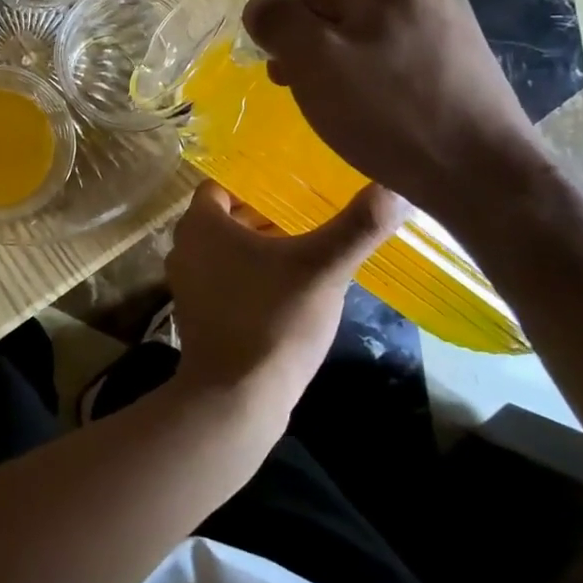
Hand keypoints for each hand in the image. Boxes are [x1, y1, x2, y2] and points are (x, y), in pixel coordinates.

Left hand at [165, 180, 405, 408]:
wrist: (236, 398)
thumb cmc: (274, 319)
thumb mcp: (324, 268)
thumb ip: (359, 226)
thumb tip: (397, 188)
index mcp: (201, 224)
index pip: (224, 185)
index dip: (257, 185)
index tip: (294, 189)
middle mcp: (185, 247)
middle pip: (226, 218)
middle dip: (264, 216)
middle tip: (309, 217)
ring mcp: (187, 284)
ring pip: (225, 251)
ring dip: (258, 249)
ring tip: (304, 251)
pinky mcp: (196, 315)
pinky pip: (223, 280)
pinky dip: (248, 277)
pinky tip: (287, 291)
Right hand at [242, 0, 545, 221]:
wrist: (483, 175)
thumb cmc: (388, 113)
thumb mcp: (313, 63)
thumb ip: (276, 23)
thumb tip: (258, 6)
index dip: (290, 39)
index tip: (292, 82)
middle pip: (339, 13)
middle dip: (318, 54)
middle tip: (318, 99)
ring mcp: (453, 20)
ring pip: (369, 37)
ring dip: (347, 69)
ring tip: (353, 112)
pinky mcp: (467, 57)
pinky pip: (401, 58)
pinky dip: (383, 81)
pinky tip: (387, 114)